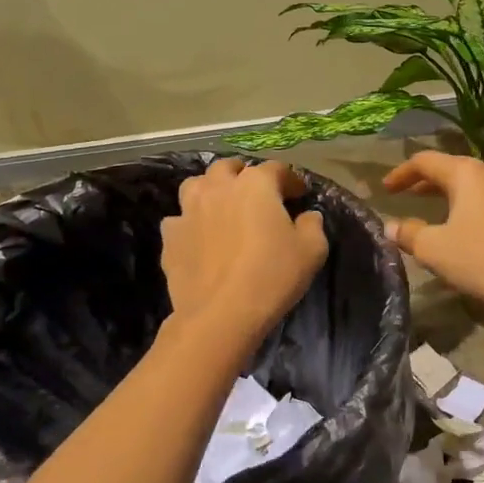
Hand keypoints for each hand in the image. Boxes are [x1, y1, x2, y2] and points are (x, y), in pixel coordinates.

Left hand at [161, 159, 327, 341]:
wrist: (220, 314)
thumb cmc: (272, 276)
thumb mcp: (312, 251)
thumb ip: (312, 225)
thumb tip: (307, 216)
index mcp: (256, 185)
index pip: (276, 169)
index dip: (290, 180)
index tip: (299, 195)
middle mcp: (219, 188)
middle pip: (229, 168)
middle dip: (244, 174)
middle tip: (257, 194)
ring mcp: (189, 210)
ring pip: (196, 185)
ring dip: (211, 189)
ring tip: (222, 206)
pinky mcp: (171, 237)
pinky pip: (179, 220)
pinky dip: (190, 223)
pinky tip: (199, 237)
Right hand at [380, 152, 483, 324]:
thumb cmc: (481, 259)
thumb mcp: (434, 249)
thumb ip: (409, 233)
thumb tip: (390, 226)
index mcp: (467, 172)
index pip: (426, 161)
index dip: (401, 173)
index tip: (384, 189)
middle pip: (453, 168)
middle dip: (427, 181)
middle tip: (407, 195)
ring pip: (476, 182)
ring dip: (453, 191)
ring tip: (438, 205)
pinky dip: (472, 204)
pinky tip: (468, 224)